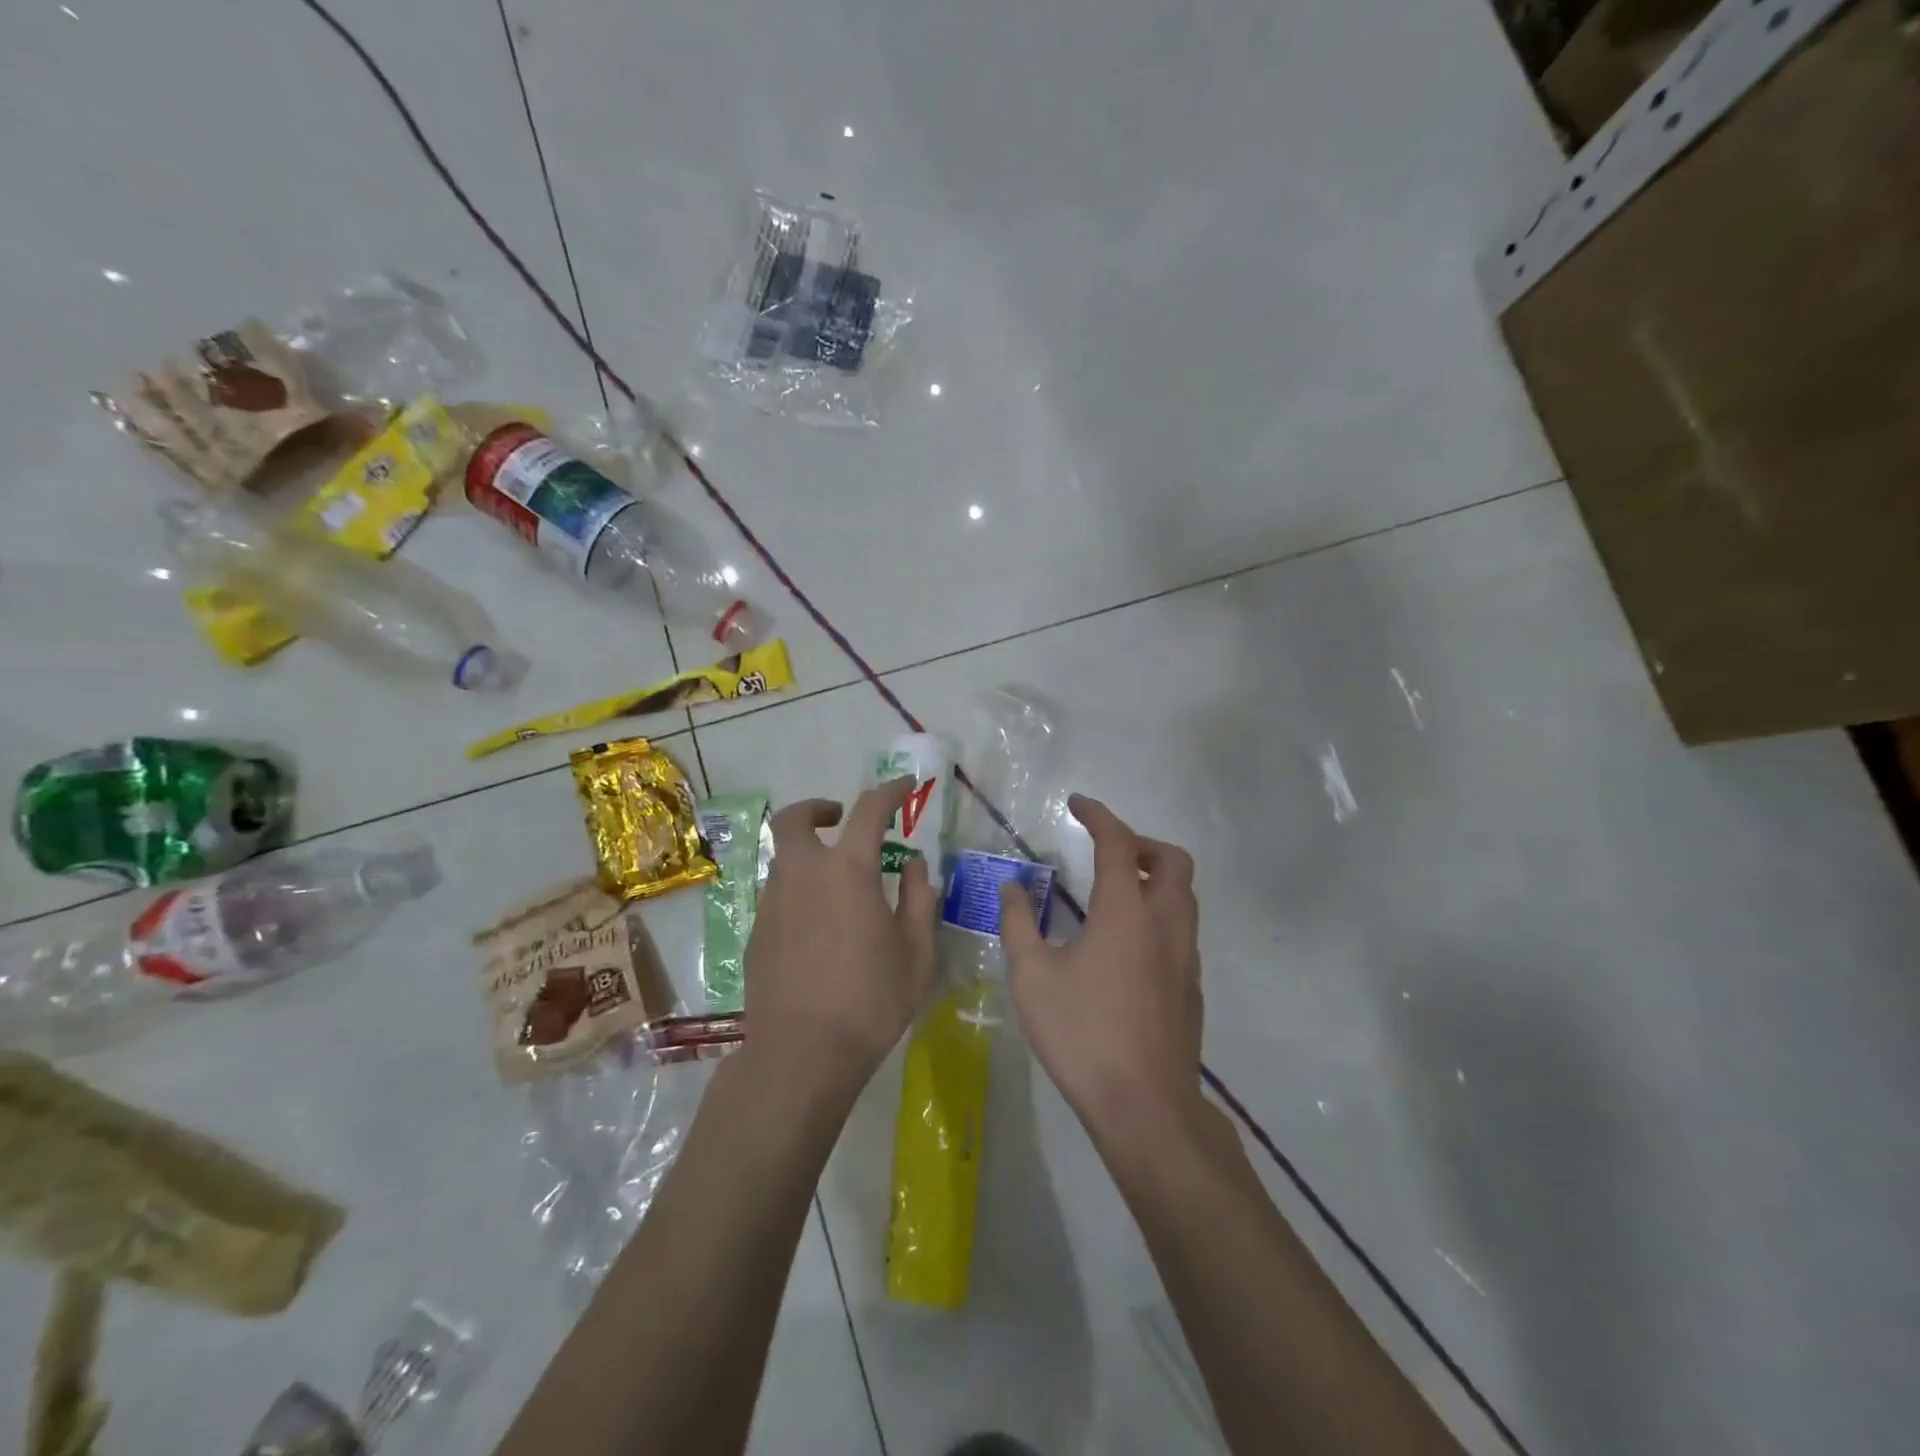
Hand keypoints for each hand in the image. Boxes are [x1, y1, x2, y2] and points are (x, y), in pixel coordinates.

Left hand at [742, 778, 938, 1098]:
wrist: (801, 1054)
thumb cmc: (870, 1000)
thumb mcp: (916, 952)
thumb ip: (918, 899)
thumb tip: (914, 865)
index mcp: (847, 871)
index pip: (869, 811)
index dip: (889, 791)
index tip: (905, 787)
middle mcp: (803, 874)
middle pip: (795, 819)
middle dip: (818, 808)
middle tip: (841, 819)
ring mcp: (773, 902)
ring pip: (785, 858)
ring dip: (809, 853)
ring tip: (838, 884)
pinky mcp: (757, 932)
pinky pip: (778, 893)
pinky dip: (799, 889)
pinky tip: (819, 925)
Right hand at [998, 795, 1202, 1131]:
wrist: (1145, 1106)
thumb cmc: (1083, 1034)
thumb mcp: (1033, 977)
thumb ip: (1019, 924)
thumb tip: (1012, 886)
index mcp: (1126, 912)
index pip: (1118, 843)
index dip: (1099, 816)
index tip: (1078, 803)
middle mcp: (1165, 923)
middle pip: (1171, 861)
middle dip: (1141, 843)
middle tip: (1107, 851)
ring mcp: (1185, 956)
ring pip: (1184, 895)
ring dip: (1155, 877)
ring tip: (1115, 891)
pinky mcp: (1191, 987)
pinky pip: (1182, 928)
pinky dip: (1160, 913)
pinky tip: (1127, 944)